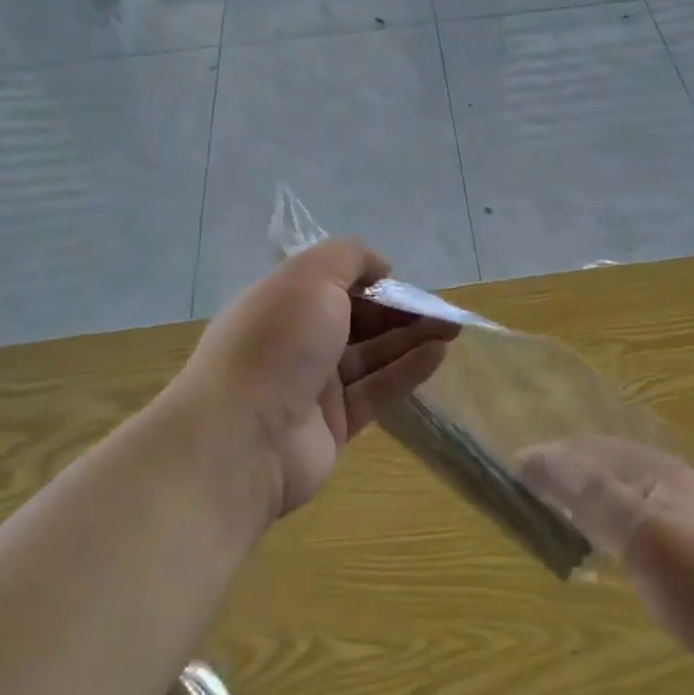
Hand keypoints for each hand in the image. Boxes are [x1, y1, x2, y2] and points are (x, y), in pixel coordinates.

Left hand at [184, 239, 458, 519]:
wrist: (241, 437)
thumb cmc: (277, 340)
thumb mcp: (312, 275)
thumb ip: (349, 257)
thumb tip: (380, 268)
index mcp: (283, 302)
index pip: (333, 283)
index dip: (370, 280)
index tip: (402, 281)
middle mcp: (296, 341)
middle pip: (357, 320)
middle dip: (399, 310)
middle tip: (441, 310)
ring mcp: (313, 385)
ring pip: (371, 354)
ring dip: (411, 338)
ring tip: (452, 328)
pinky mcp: (333, 424)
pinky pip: (377, 390)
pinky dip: (407, 370)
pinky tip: (439, 354)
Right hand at [521, 438, 693, 681]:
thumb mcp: (638, 532)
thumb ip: (587, 492)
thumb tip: (533, 455)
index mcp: (658, 468)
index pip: (591, 447)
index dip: (551, 454)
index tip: (512, 470)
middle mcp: (667, 480)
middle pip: (603, 464)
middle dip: (564, 470)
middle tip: (524, 490)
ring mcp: (678, 512)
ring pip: (615, 490)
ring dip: (581, 494)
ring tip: (549, 509)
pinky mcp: (682, 545)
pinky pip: (628, 515)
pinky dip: (600, 518)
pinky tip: (592, 538)